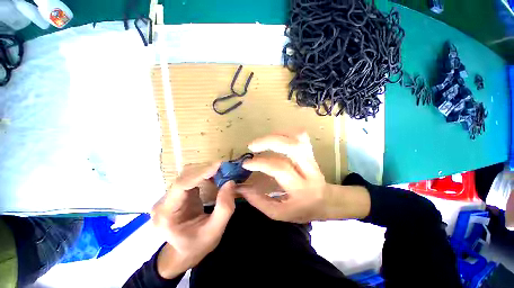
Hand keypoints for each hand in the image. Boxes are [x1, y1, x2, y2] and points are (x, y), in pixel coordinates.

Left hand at [152, 163, 235, 278]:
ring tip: (221, 171)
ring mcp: (168, 197)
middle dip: (205, 170)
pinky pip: (190, 178)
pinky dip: (203, 175)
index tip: (219, 165)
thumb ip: (224, 208)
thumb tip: (230, 182)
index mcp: (166, 215)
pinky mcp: (177, 194)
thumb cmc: (198, 245)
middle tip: (224, 168)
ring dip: (204, 171)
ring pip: (186, 175)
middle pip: (184, 178)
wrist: (185, 252)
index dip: (201, 173)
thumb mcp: (215, 231)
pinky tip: (214, 176)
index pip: (181, 186)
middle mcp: (163, 203)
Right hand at [239, 131, 370, 222]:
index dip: (260, 163)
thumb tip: (241, 188)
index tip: (246, 164)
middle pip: (292, 146)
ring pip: (298, 137)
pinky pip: (300, 135)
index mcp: (301, 188)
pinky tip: (274, 138)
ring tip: (262, 141)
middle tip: (252, 146)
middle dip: (268, 142)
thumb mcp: (279, 214)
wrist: (326, 201)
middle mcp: (309, 170)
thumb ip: (259, 201)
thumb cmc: (302, 210)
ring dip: (276, 135)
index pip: (280, 168)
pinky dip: (285, 133)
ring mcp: (311, 158)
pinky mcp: (310, 151)